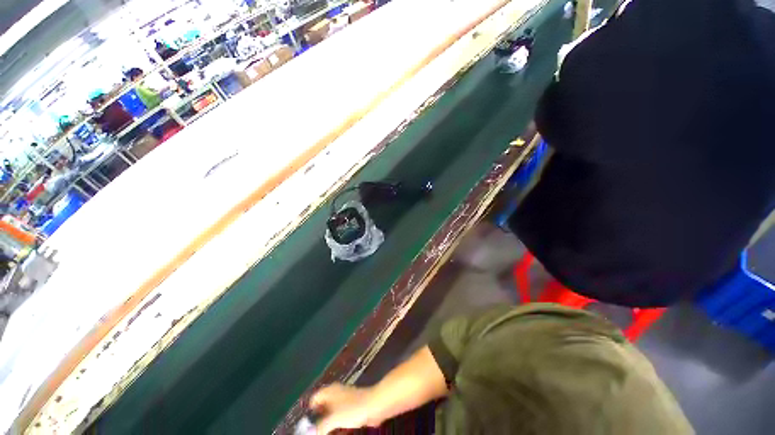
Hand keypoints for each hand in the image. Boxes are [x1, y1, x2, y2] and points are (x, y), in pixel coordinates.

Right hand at [310, 383, 375, 433]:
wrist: (380, 404)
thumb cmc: (353, 408)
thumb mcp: (334, 419)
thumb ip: (321, 426)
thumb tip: (311, 432)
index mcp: (328, 391)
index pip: (313, 400)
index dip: (310, 412)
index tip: (310, 424)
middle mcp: (337, 393)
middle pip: (324, 407)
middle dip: (322, 420)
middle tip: (320, 430)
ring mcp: (349, 400)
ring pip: (336, 413)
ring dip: (333, 423)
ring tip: (331, 432)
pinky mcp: (359, 407)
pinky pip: (347, 416)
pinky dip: (344, 424)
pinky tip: (344, 431)